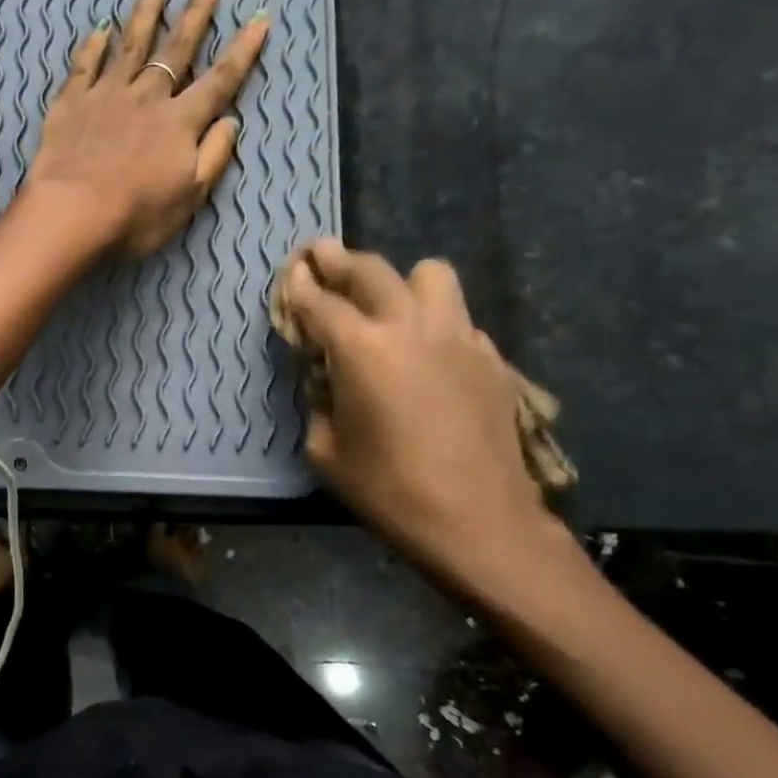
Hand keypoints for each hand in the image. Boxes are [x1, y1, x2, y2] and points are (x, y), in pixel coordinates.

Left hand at [21, 0, 269, 257]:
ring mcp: (106, 96)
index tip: (258, 18)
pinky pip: (84, 67)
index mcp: (180, 122)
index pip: (219, 80)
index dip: (242, 51)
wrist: (73, 212)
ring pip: (130, 48)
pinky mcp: (71, 104)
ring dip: (145, 18)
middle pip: (175, 50)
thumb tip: (231, 121)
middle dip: (195, 16)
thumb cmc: (136, 214)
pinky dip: (92, 46)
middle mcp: (147, 98)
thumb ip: (213, 156)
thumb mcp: (189, 196)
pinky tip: (99, 29)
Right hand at [278, 241, 556, 578]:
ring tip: (385, 301)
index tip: (288, 270)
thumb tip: (322, 380)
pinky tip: (425, 349)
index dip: (297, 285)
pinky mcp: (489, 358)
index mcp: (361, 350)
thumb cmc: (389, 490)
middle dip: (339, 260)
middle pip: (372, 270)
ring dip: (400, 280)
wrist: (479, 522)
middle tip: (321, 255)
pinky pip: (457, 317)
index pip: (319, 302)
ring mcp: (458, 337)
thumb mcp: (325, 451)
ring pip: (430, 275)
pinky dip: (434, 319)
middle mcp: (410, 328)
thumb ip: (317, 402)